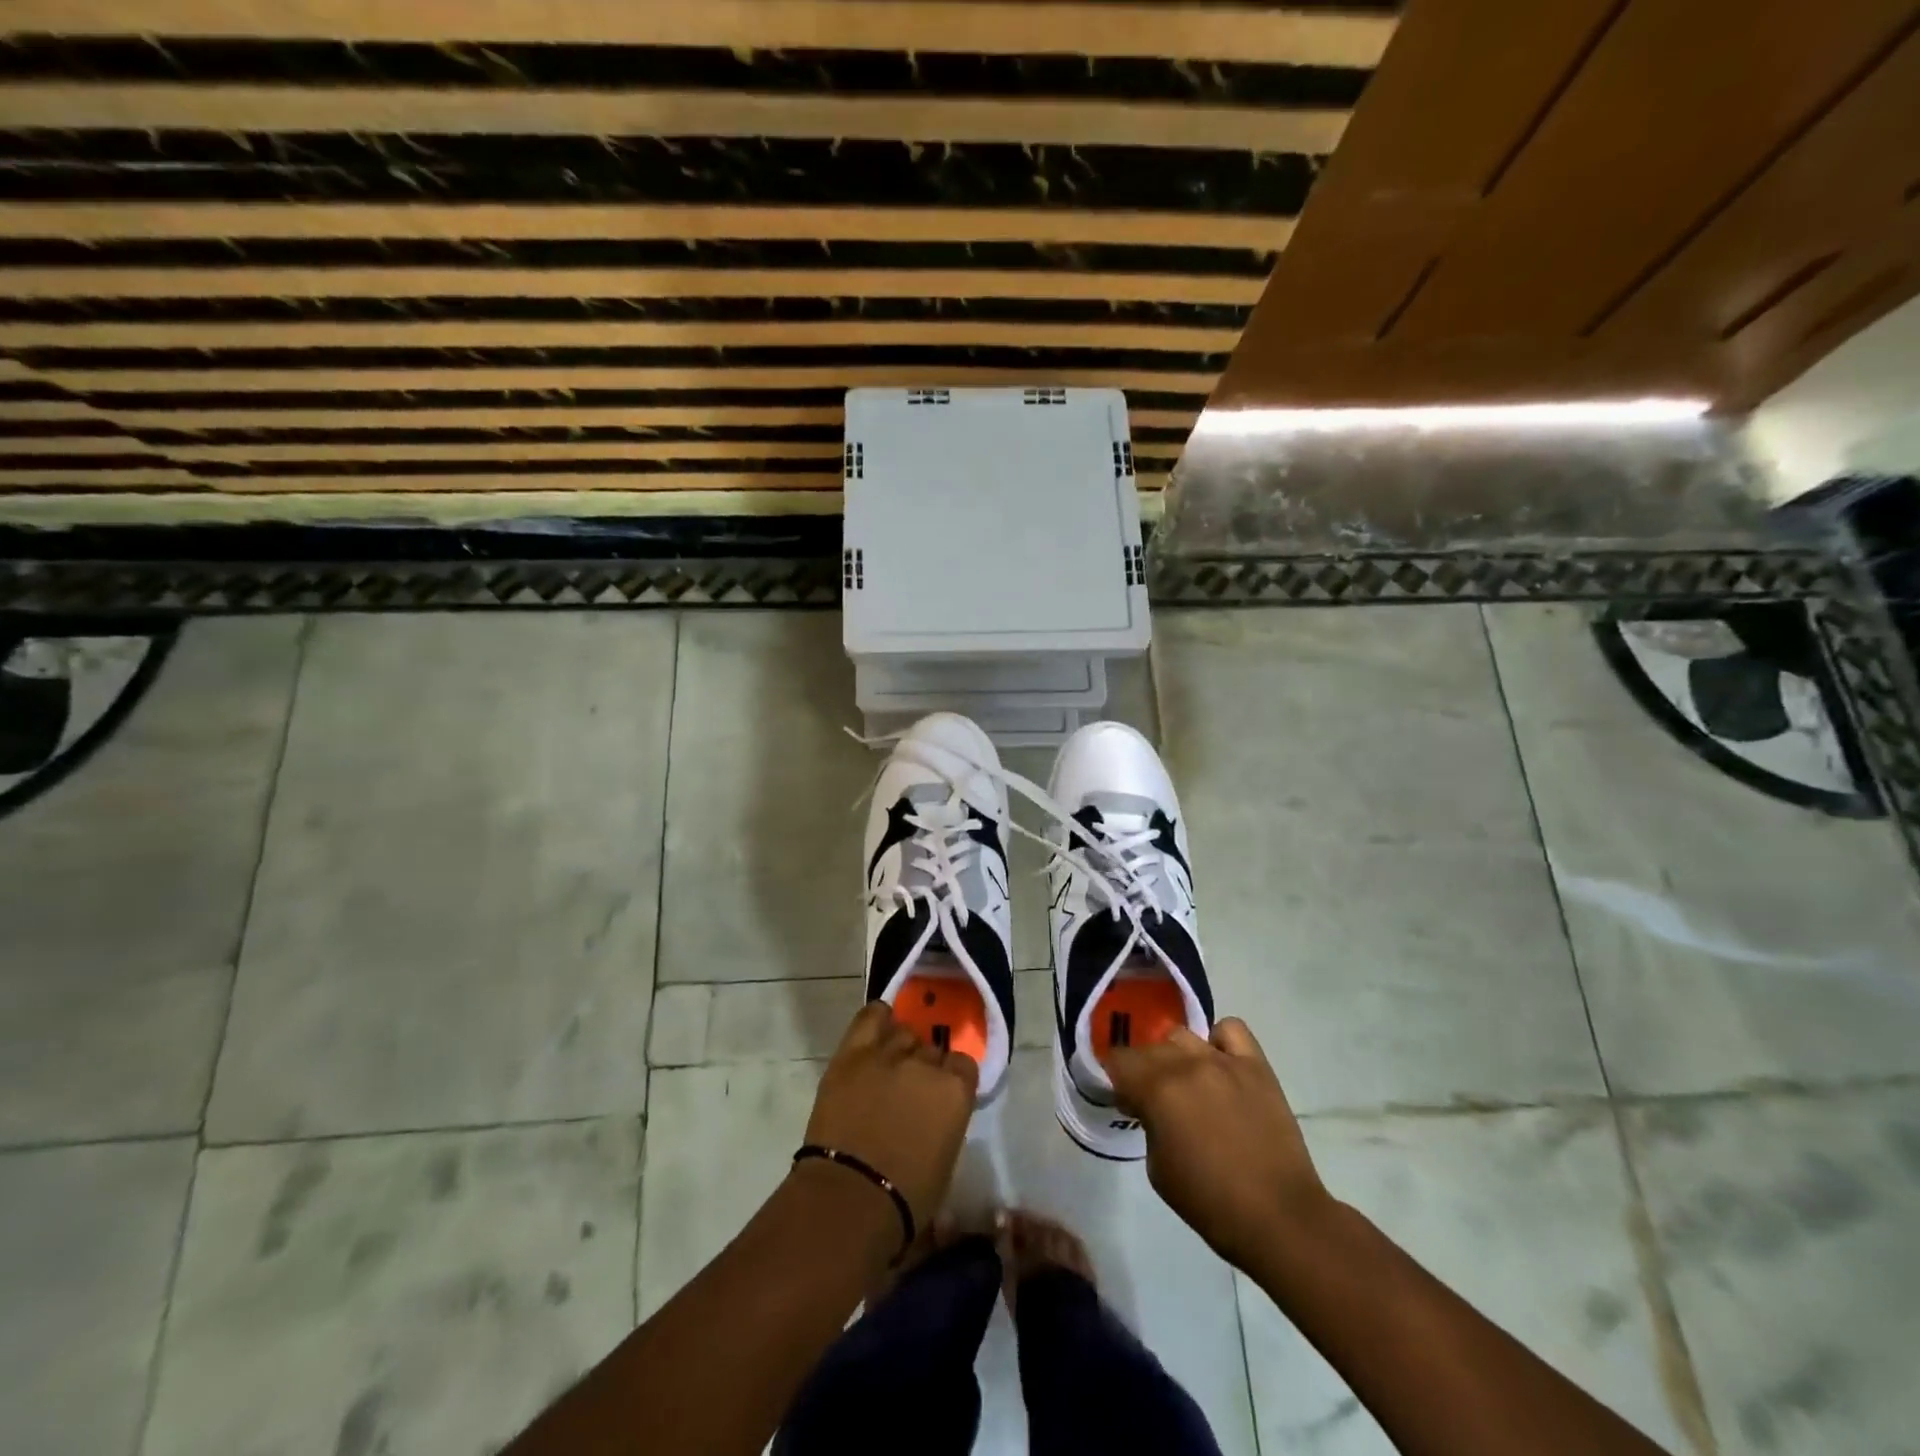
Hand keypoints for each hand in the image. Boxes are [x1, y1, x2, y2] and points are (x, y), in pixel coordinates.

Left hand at [802, 1003, 978, 1231]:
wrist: (849, 1198)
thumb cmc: (906, 1199)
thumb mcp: (945, 1160)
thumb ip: (946, 1121)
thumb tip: (936, 1114)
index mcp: (955, 1091)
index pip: (964, 1064)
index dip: (953, 1078)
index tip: (943, 1095)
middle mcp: (926, 1063)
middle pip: (931, 1049)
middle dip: (925, 1066)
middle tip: (911, 1091)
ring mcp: (888, 1053)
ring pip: (903, 1032)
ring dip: (901, 1048)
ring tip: (891, 1067)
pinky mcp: (853, 1053)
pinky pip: (870, 1017)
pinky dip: (877, 1019)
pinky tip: (878, 1026)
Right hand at [1106, 1017, 1331, 1270]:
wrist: (1279, 1217)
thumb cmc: (1210, 1202)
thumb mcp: (1158, 1169)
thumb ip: (1147, 1124)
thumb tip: (1147, 1106)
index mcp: (1158, 1090)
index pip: (1119, 1059)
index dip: (1116, 1078)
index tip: (1125, 1098)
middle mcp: (1187, 1064)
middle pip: (1150, 1047)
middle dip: (1144, 1070)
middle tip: (1154, 1098)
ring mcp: (1225, 1061)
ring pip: (1183, 1036)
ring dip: (1176, 1056)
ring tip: (1188, 1081)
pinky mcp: (1256, 1065)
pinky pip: (1230, 1030)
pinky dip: (1219, 1041)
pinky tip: (1220, 1064)